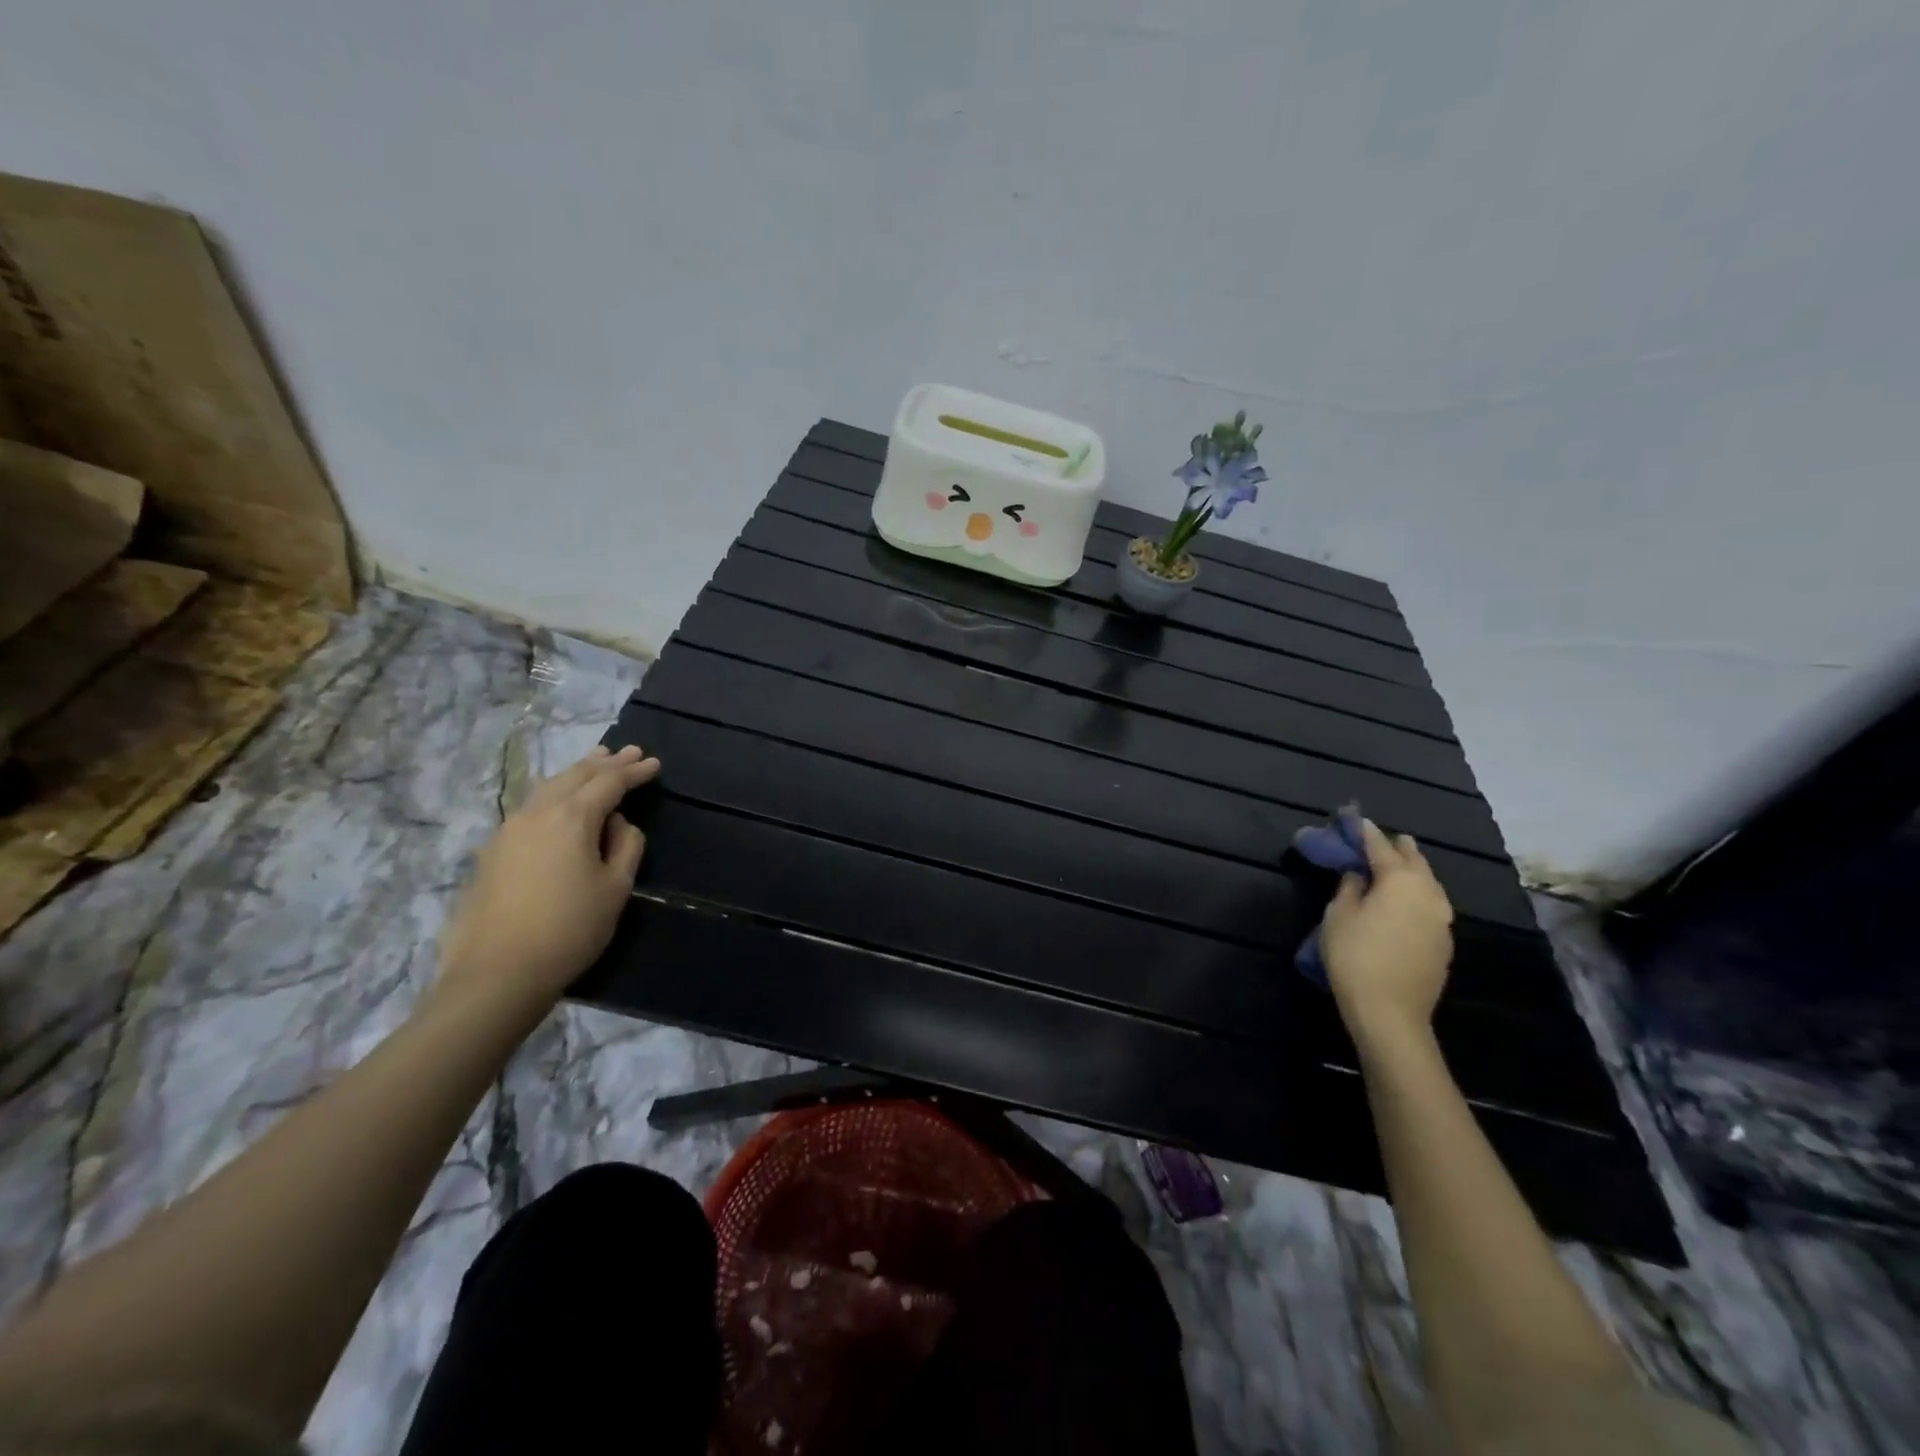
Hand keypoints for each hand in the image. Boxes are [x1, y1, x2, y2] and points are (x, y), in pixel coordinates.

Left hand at [434, 744, 660, 1025]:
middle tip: (629, 752)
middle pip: (575, 776)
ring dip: (576, 772)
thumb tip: (618, 823)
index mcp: (571, 818)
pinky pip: (531, 805)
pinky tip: (560, 799)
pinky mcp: (493, 851)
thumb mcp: (616, 888)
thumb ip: (626, 846)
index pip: (609, 782)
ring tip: (595, 761)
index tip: (654, 763)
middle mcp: (537, 813)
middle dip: (606, 762)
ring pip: (548, 786)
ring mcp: (508, 830)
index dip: (634, 772)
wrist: (497, 973)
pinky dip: (555, 792)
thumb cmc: (570, 930)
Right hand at [1321, 818, 1454, 1046]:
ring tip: (1397, 865)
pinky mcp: (1444, 942)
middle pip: (1414, 861)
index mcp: (1400, 880)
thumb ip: (1350, 887)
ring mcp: (1442, 919)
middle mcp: (1428, 893)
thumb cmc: (1355, 956)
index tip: (1356, 819)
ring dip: (1413, 871)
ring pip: (1429, 883)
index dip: (1366, 832)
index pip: (1380, 847)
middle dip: (1397, 847)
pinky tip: (1406, 900)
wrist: (1391, 1012)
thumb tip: (1360, 874)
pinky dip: (1418, 894)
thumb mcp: (1339, 915)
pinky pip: (1432, 905)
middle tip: (1382, 838)